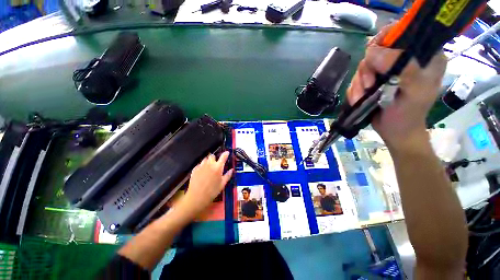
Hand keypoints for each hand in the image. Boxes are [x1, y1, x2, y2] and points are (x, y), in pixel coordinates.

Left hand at [177, 151, 232, 218]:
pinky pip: (199, 164)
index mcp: (218, 167)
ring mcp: (201, 166)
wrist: (196, 198)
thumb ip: (227, 176)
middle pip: (212, 156)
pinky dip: (202, 166)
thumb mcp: (222, 184)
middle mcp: (209, 164)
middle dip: (215, 158)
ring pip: (205, 159)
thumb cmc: (212, 192)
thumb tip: (232, 170)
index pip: (223, 157)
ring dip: (208, 161)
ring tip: (209, 167)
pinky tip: (202, 172)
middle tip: (216, 163)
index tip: (227, 152)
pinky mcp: (194, 169)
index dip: (226, 154)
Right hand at [347, 25, 446, 148]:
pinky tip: (359, 99)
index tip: (373, 58)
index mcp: (424, 56)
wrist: (395, 131)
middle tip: (369, 86)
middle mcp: (405, 60)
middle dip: (368, 70)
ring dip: (359, 83)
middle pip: (377, 51)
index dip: (385, 40)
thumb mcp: (414, 91)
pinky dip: (354, 90)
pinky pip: (357, 79)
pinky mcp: (374, 81)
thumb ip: (403, 68)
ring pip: (364, 67)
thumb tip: (372, 52)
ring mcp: (387, 71)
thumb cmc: (409, 114)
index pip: (402, 33)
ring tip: (362, 97)